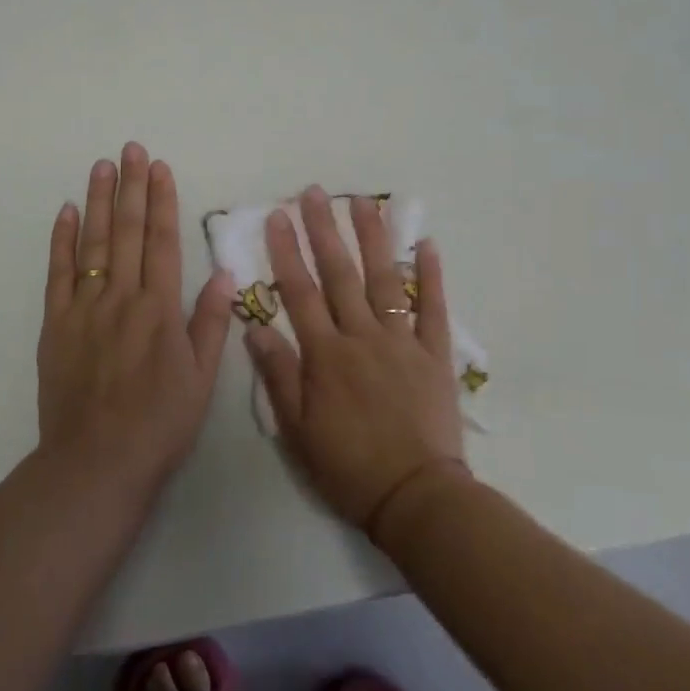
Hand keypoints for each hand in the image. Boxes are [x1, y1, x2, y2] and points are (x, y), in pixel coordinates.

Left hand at [37, 143, 234, 494]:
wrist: (96, 462)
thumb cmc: (159, 424)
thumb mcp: (201, 379)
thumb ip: (210, 323)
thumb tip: (221, 274)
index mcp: (160, 309)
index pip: (162, 241)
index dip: (162, 201)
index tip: (160, 168)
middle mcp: (122, 298)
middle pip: (126, 231)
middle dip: (131, 187)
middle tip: (131, 149)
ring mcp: (84, 308)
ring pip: (93, 243)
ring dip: (99, 201)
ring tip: (103, 165)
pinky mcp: (55, 324)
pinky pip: (57, 273)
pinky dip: (62, 240)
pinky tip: (67, 211)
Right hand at [245, 186, 467, 534]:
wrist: (415, 497)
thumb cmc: (348, 467)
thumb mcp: (297, 430)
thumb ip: (278, 375)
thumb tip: (254, 327)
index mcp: (325, 355)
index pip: (299, 292)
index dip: (286, 251)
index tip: (278, 216)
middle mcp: (362, 337)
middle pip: (340, 274)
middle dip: (324, 229)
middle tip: (314, 193)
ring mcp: (402, 342)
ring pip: (384, 279)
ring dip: (373, 237)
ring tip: (363, 201)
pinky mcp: (434, 355)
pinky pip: (434, 309)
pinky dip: (431, 276)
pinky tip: (426, 244)